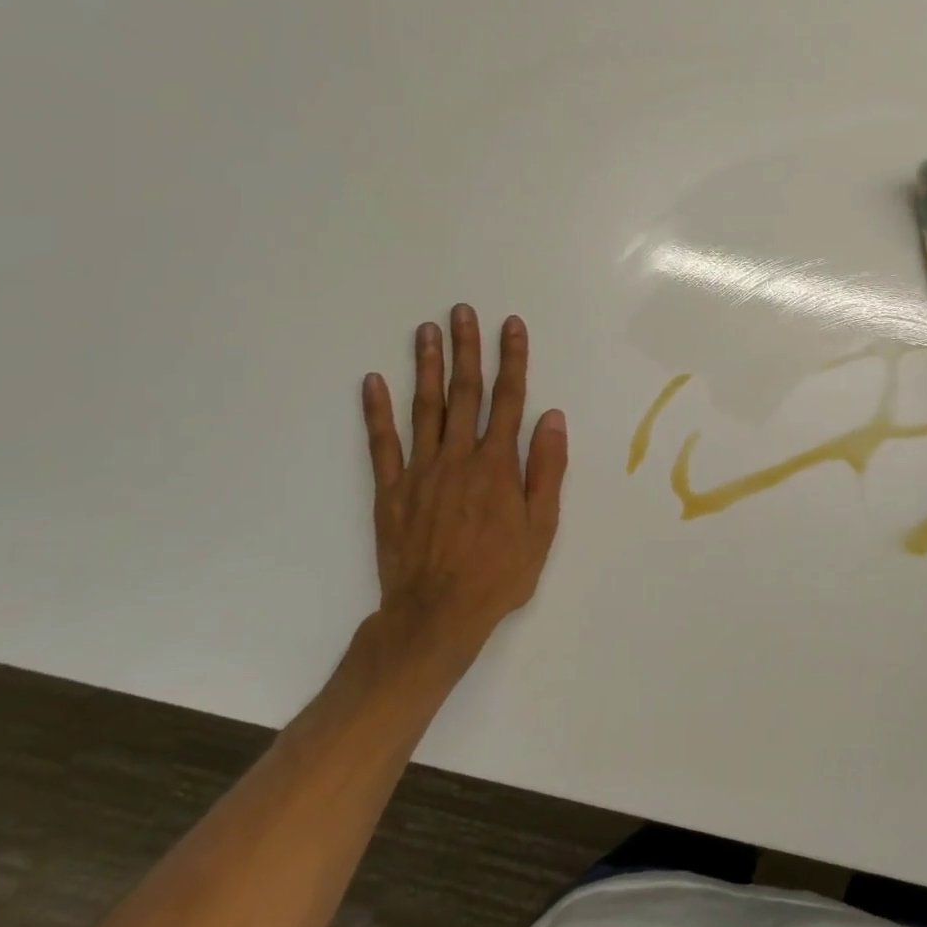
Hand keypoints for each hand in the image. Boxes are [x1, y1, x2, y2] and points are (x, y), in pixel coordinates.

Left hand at [359, 307, 567, 665]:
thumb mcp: (541, 527)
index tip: (511, 326)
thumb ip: (546, 470)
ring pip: (424, 408)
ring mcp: (421, 471)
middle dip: (466, 349)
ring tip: (426, 330)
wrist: (437, 615)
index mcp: (498, 465)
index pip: (509, 400)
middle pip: (464, 393)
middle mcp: (459, 457)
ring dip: (425, 366)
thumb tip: (553, 418)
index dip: (512, 360)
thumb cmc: (499, 573)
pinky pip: (382, 444)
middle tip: (462, 311)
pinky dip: (377, 411)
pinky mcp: (391, 490)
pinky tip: (373, 382)